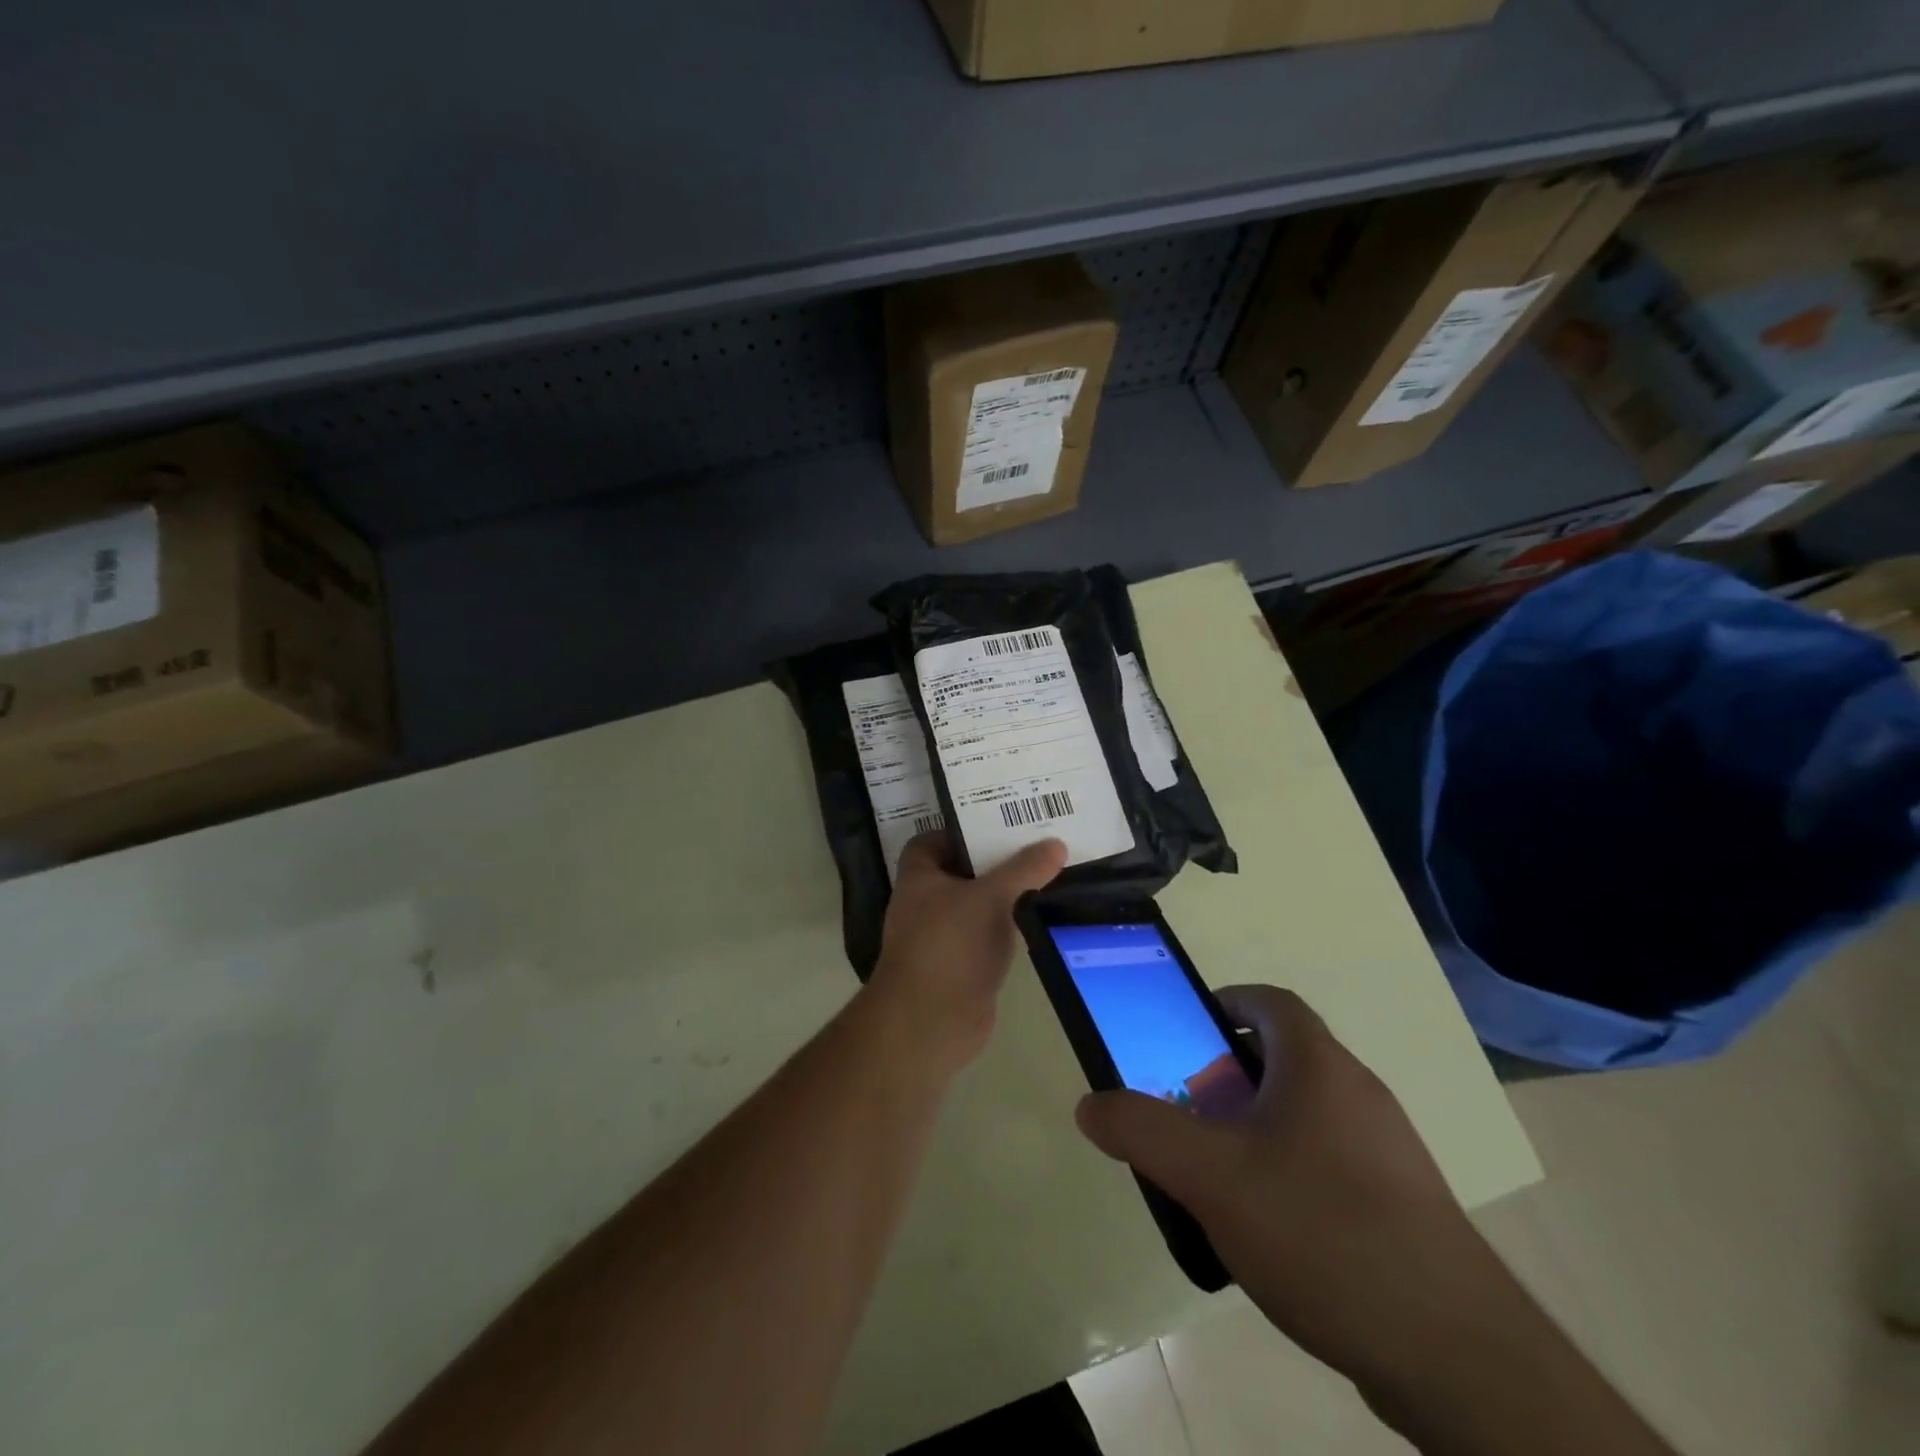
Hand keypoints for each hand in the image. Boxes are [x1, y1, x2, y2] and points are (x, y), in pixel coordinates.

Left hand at [866, 833, 1067, 1075]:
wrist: (930, 1023)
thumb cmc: (950, 945)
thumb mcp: (990, 897)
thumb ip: (1024, 869)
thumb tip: (1056, 844)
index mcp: (919, 876)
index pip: (934, 840)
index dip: (963, 830)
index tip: (1000, 823)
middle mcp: (926, 902)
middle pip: (962, 870)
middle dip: (995, 859)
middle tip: (1037, 843)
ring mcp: (943, 936)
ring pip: (977, 904)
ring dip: (1005, 894)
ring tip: (1047, 873)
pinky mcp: (962, 965)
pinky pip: (987, 935)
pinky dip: (1008, 926)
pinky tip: (1040, 916)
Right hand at [1075, 985, 1516, 1388]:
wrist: (1454, 1354)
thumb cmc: (1321, 1230)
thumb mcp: (1211, 1177)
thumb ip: (1143, 1132)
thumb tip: (1090, 1105)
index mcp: (1319, 1065)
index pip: (1271, 1002)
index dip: (1226, 1003)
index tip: (1189, 1033)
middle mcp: (1360, 1093)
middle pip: (1285, 1058)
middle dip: (1229, 1075)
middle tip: (1190, 1111)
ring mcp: (1389, 1152)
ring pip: (1308, 1114)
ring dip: (1259, 1127)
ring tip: (1220, 1174)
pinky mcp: (1404, 1206)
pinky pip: (1332, 1163)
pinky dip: (1292, 1172)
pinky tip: (1272, 1229)